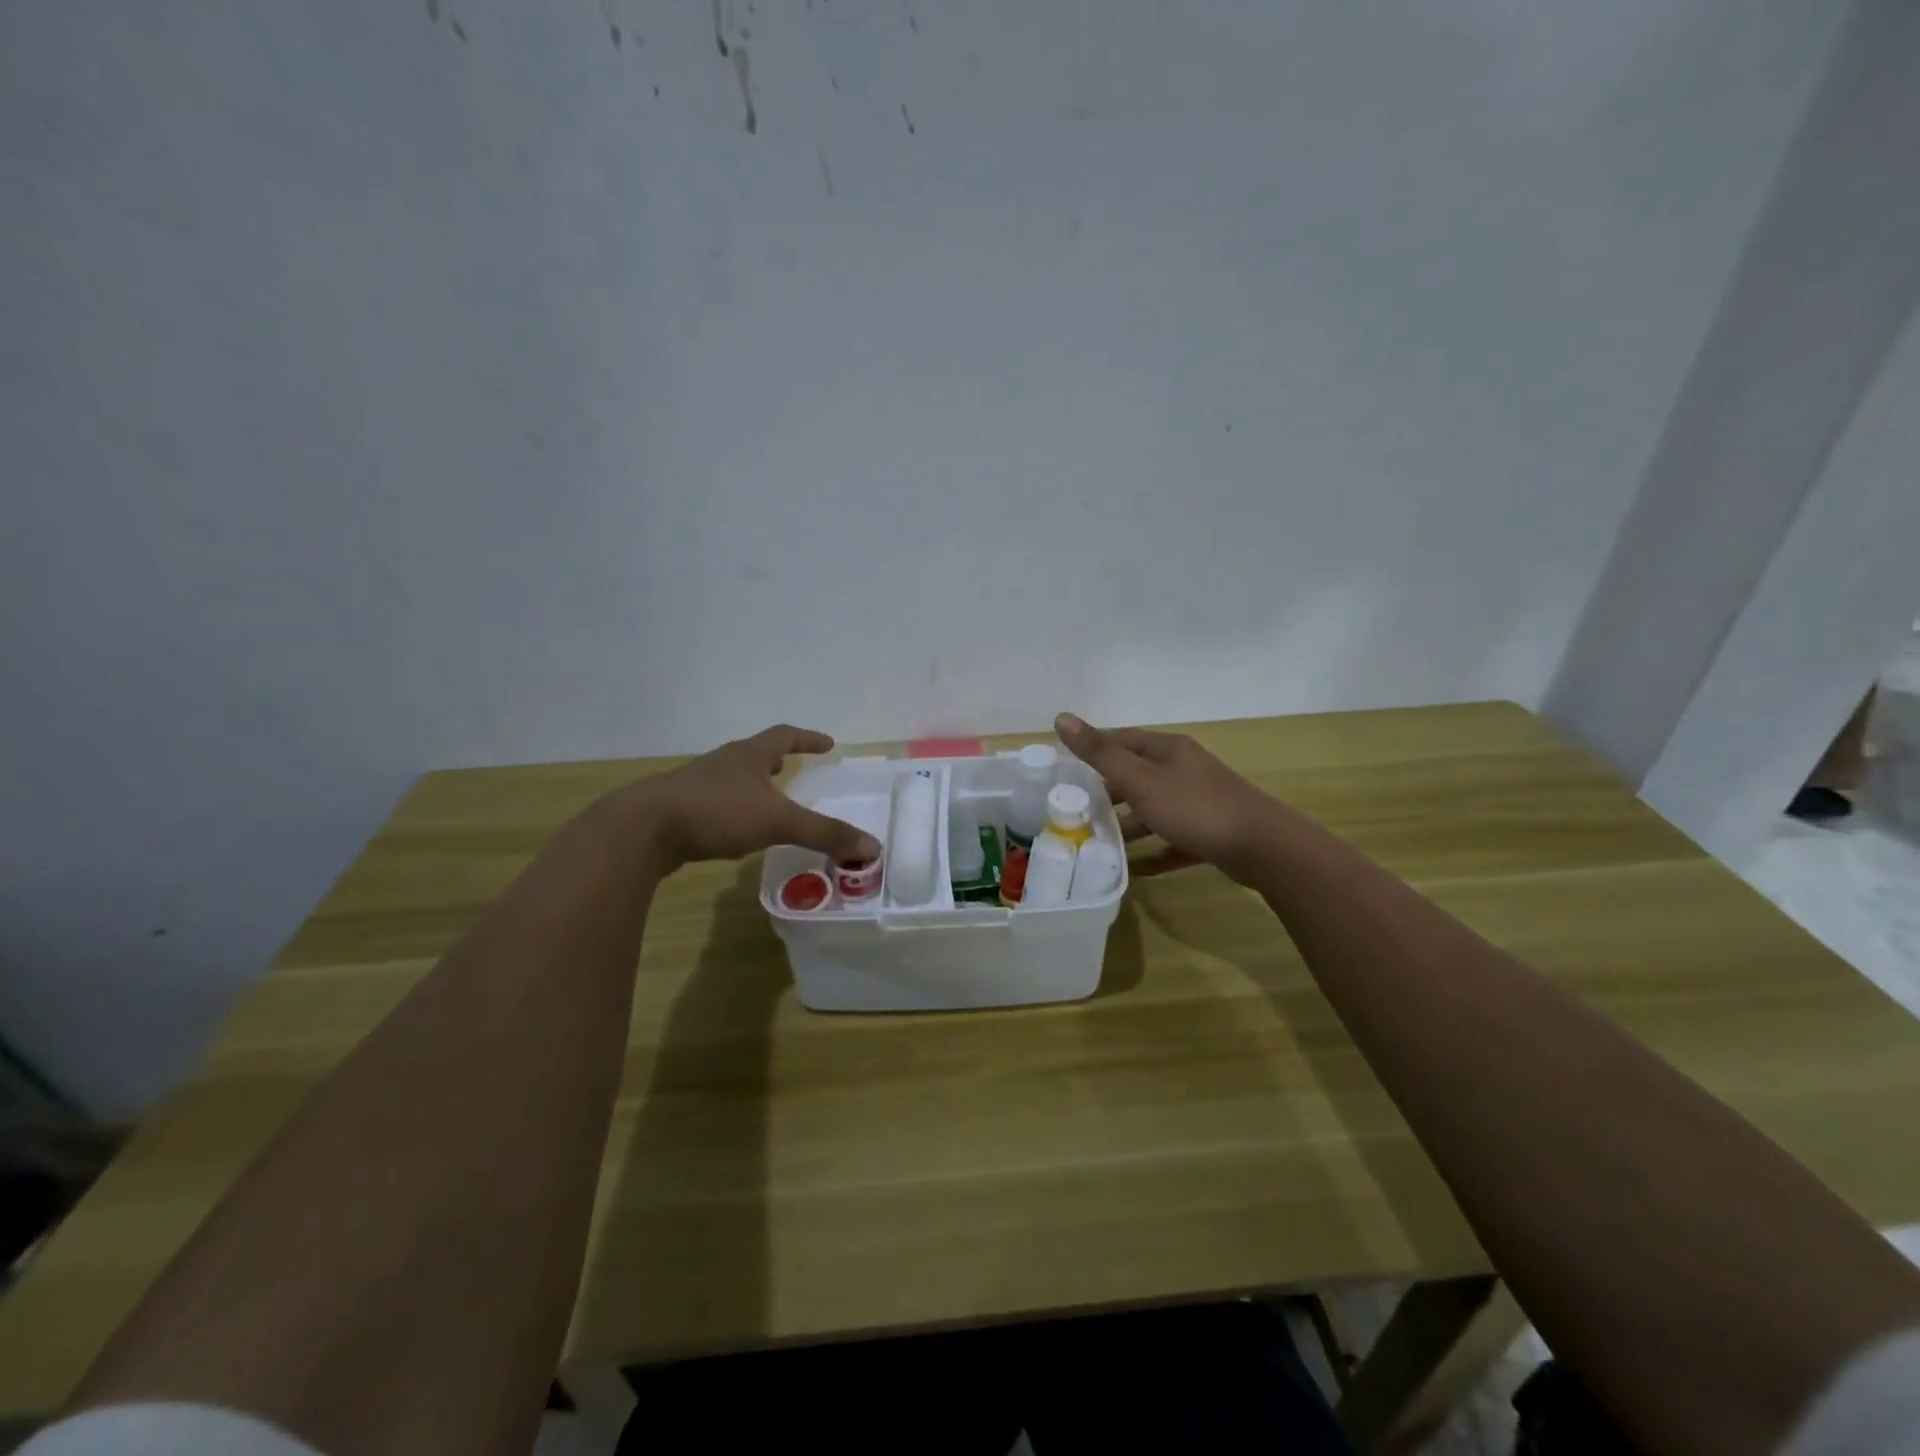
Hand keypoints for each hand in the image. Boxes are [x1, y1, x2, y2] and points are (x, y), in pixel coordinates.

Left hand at [623, 725, 880, 872]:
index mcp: (748, 755)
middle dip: (776, 760)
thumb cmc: (716, 812)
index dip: (807, 738)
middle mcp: (723, 763)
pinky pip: (714, 803)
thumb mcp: (778, 821)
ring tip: (767, 799)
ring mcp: (697, 785)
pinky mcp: (678, 810)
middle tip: (793, 768)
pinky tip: (733, 830)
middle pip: (754, 753)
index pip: (784, 736)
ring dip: (752, 785)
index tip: (827, 742)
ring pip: (732, 778)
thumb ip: (824, 833)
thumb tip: (872, 847)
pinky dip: (732, 810)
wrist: (643, 829)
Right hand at [1055, 713, 1282, 882]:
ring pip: (1155, 809)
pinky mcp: (1210, 833)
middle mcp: (1184, 770)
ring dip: (1129, 825)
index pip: (1122, 740)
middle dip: (1107, 792)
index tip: (1066, 767)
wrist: (1262, 847)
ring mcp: (1199, 802)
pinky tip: (1136, 870)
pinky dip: (1155, 852)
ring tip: (1099, 843)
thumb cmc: (1194, 807)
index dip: (1094, 749)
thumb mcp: (1140, 779)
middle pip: (1137, 776)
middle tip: (1076, 809)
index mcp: (1167, 750)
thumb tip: (1061, 717)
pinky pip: (1173, 840)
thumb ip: (1100, 753)